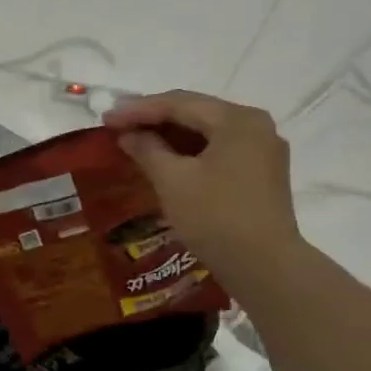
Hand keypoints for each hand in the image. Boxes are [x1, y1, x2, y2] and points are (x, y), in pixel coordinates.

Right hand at [102, 90, 301, 296]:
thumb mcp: (173, 181)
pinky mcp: (262, 173)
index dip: (138, 109)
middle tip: (118, 126)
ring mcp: (263, 149)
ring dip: (171, 136)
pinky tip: (166, 160)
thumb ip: (147, 149)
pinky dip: (190, 152)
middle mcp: (256, 125)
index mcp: (237, 119)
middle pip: (196, 113)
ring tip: (136, 141)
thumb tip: (129, 135)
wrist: (265, 267)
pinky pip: (219, 150)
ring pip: (208, 132)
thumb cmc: (215, 218)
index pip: (179, 103)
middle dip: (155, 119)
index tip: (106, 118)